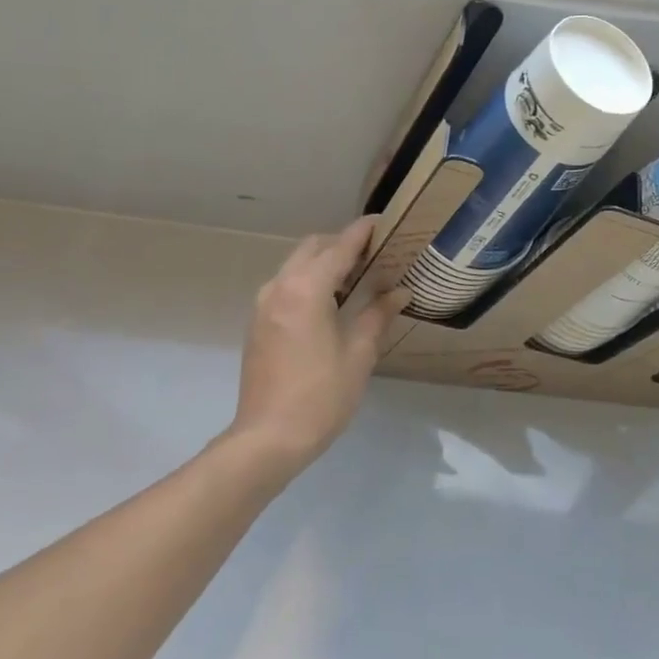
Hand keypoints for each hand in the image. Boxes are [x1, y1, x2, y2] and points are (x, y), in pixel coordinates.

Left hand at [228, 218, 406, 472]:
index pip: (339, 247)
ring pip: (296, 265)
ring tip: (358, 277)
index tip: (383, 221)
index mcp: (306, 289)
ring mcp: (263, 305)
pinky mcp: (258, 323)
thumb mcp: (358, 354)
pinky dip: (310, 281)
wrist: (268, 437)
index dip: (362, 232)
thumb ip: (378, 315)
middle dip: (342, 244)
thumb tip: (400, 292)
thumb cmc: (322, 395)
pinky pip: (286, 285)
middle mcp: (280, 287)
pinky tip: (332, 302)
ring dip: (325, 263)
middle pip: (313, 248)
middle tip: (375, 254)